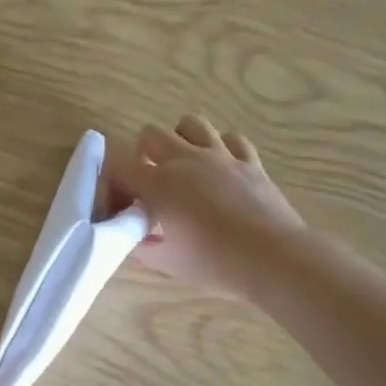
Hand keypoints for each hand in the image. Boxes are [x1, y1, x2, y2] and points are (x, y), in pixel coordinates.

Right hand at [106, 115, 303, 298]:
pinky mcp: (250, 161)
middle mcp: (185, 159)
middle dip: (142, 154)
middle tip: (151, 184)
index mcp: (157, 183)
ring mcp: (220, 156)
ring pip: (191, 123)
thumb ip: (140, 244)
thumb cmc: (213, 262)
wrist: (273, 258)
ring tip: (185, 167)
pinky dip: (222, 148)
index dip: (112, 184)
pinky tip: (221, 169)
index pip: (117, 165)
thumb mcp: (164, 261)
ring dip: (181, 140)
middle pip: (150, 133)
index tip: (122, 207)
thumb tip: (133, 234)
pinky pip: (232, 138)